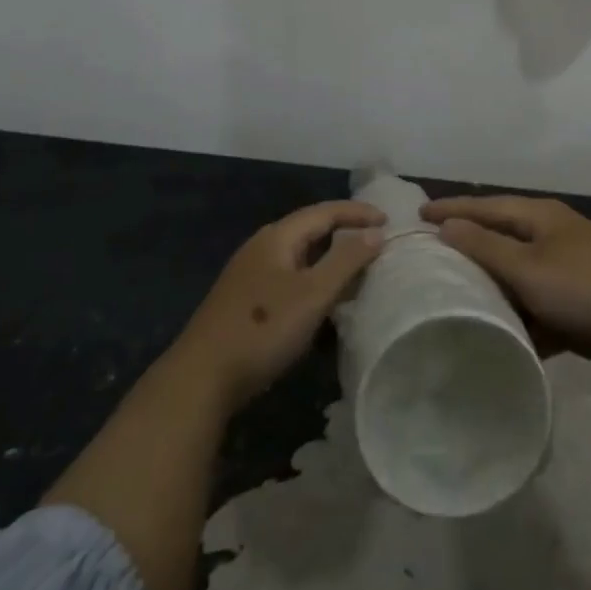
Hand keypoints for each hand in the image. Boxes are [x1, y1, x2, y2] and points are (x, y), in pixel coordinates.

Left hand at [170, 200, 385, 411]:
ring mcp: (250, 274)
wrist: (202, 377)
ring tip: (358, 269)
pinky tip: (324, 300)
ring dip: (330, 258)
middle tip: (376, 241)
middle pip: (310, 229)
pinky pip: (290, 277)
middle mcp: (262, 247)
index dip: (357, 212)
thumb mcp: (313, 294)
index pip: (325, 212)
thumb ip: (346, 261)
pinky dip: (314, 279)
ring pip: (300, 256)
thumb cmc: (263, 328)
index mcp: (278, 237)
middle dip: (344, 232)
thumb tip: (376, 233)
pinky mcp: (246, 300)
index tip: (389, 220)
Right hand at [422, 195, 590, 378]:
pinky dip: (522, 319)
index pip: (486, 206)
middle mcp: (554, 237)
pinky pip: (540, 308)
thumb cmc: (584, 287)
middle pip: (503, 238)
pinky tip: (502, 337)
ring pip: (520, 276)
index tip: (418, 214)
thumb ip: (485, 247)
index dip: (452, 209)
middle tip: (434, 255)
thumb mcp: (527, 267)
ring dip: (495, 288)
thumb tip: (447, 225)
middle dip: (471, 247)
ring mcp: (570, 271)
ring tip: (458, 299)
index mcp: (541, 217)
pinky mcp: (581, 306)